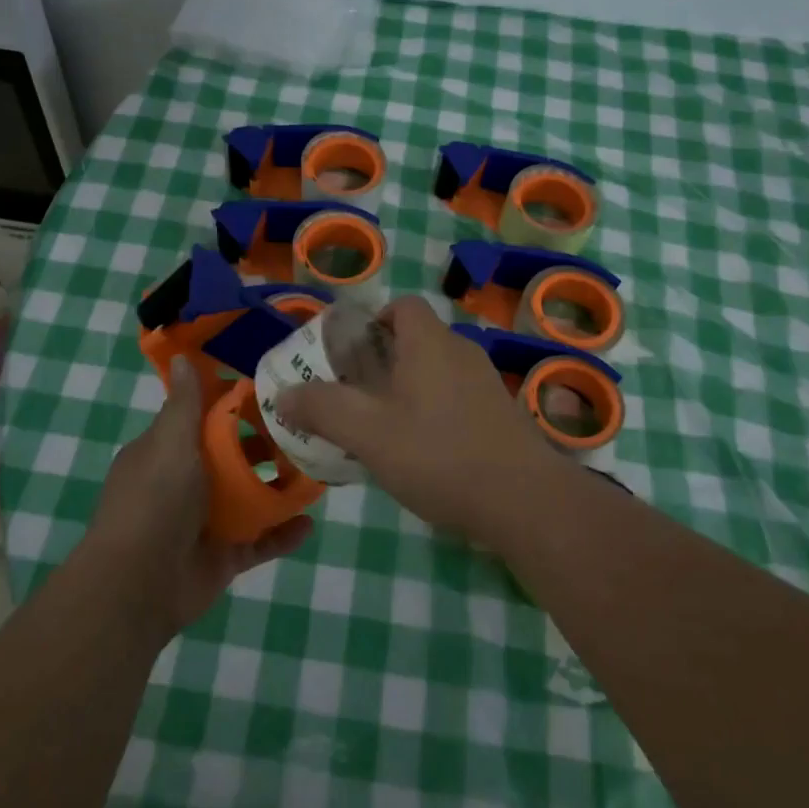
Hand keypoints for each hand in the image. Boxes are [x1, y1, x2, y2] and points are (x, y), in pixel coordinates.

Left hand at [86, 356, 311, 637]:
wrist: (138, 585)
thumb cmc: (154, 501)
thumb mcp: (170, 443)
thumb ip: (184, 404)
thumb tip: (181, 357)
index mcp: (166, 452)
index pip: (203, 418)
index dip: (234, 403)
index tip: (272, 389)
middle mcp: (186, 483)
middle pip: (232, 457)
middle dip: (266, 444)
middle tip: (306, 429)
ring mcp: (206, 521)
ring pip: (250, 497)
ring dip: (279, 486)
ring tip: (316, 471)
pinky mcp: (224, 555)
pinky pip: (260, 540)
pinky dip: (283, 533)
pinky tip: (310, 522)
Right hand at [275, 296, 570, 549]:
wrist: (524, 501)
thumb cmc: (439, 455)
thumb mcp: (368, 434)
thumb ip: (322, 409)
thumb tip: (283, 394)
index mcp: (430, 343)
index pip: (404, 306)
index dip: (374, 320)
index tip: (350, 353)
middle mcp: (462, 353)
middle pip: (418, 339)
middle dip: (383, 360)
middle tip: (355, 394)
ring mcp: (486, 385)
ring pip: (437, 372)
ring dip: (408, 389)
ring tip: (382, 427)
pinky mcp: (501, 416)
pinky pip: (457, 398)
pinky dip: (434, 412)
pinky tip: (423, 453)